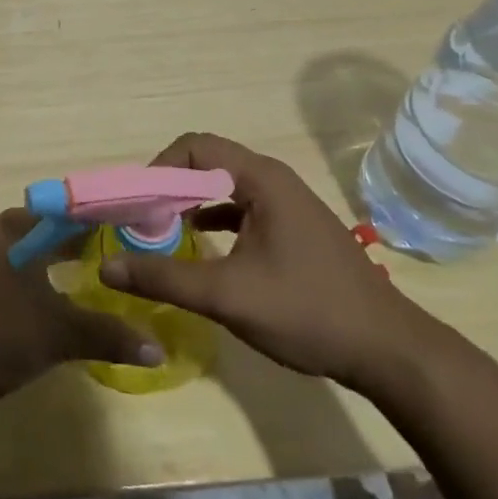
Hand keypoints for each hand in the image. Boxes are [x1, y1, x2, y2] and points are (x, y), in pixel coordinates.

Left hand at [0, 209, 162, 409]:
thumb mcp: (57, 333)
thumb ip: (106, 336)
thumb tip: (157, 349)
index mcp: (15, 231)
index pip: (64, 213)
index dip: (95, 222)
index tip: (124, 232)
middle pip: (41, 232)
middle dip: (72, 245)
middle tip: (108, 261)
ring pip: (22, 256)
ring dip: (49, 267)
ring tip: (82, 284)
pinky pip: (6, 278)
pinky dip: (29, 287)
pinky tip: (43, 310)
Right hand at [99, 132, 430, 390]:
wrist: (390, 352)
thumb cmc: (309, 311)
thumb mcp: (228, 296)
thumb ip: (165, 278)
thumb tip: (106, 267)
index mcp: (260, 178)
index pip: (194, 146)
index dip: (158, 169)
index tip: (137, 205)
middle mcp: (273, 180)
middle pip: (205, 162)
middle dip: (168, 187)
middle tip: (142, 220)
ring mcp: (286, 204)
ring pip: (223, 186)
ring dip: (189, 202)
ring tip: (161, 232)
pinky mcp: (292, 228)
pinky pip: (241, 208)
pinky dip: (213, 218)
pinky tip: (199, 245)